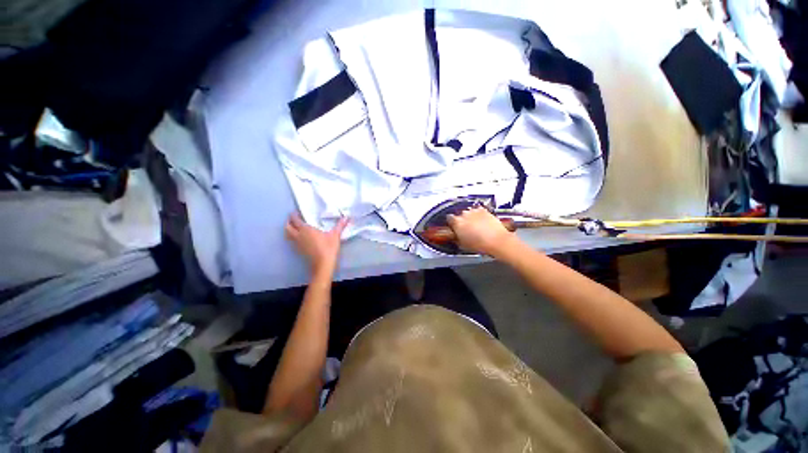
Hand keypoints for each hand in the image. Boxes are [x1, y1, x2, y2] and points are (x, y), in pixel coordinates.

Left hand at [285, 213, 348, 275]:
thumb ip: (340, 225)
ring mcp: (297, 244)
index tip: (295, 212)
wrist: (323, 264)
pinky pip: (292, 241)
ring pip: (288, 235)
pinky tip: (299, 238)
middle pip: (288, 227)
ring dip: (289, 230)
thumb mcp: (335, 235)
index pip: (295, 220)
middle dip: (289, 222)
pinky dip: (292, 238)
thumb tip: (347, 217)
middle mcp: (299, 235)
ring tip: (295, 228)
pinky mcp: (298, 250)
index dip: (293, 215)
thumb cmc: (328, 247)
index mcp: (306, 229)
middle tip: (293, 220)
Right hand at [446, 207, 516, 256]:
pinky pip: (479, 211)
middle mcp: (465, 214)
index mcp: (457, 222)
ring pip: (469, 212)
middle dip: (462, 221)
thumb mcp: (462, 245)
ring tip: (476, 226)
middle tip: (466, 229)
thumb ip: (456, 238)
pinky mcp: (485, 210)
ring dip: (471, 218)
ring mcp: (475, 211)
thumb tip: (455, 237)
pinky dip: (479, 215)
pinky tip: (482, 222)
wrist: (497, 241)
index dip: (451, 223)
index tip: (453, 226)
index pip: (449, 218)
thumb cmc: (481, 244)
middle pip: (460, 215)